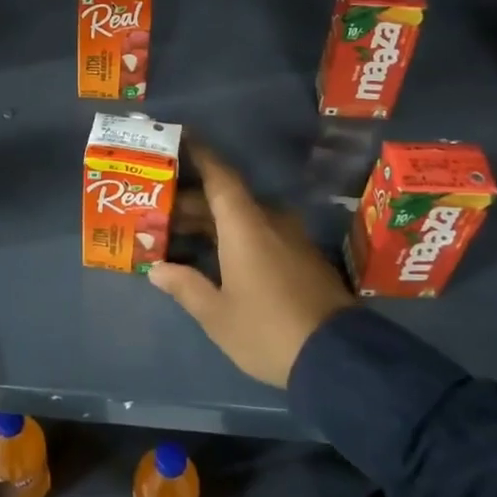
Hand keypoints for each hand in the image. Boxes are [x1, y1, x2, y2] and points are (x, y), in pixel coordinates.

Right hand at [149, 143, 353, 386]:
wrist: (339, 358)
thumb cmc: (267, 330)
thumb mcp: (217, 315)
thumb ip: (185, 286)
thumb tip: (157, 269)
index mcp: (245, 225)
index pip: (219, 175)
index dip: (198, 154)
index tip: (178, 138)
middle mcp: (270, 221)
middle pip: (226, 198)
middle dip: (191, 201)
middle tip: (158, 208)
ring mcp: (291, 239)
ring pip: (243, 217)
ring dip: (211, 222)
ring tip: (177, 233)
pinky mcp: (303, 258)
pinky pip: (260, 233)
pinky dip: (233, 236)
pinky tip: (214, 255)